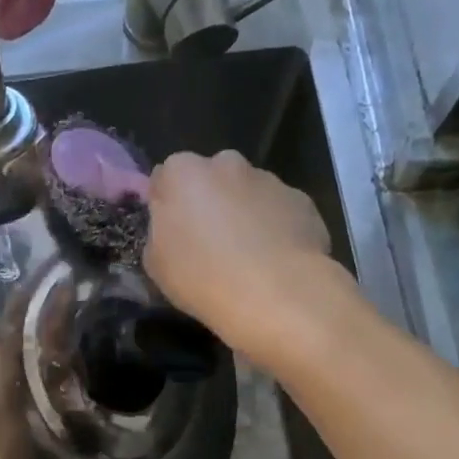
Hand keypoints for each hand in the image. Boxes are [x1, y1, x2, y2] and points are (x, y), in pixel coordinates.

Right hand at [144, 150, 340, 366]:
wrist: (275, 294)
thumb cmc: (202, 278)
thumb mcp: (156, 264)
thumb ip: (160, 232)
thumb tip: (172, 226)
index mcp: (183, 173)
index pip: (166, 177)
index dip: (168, 205)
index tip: (172, 233)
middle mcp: (227, 164)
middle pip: (211, 179)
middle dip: (209, 203)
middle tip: (209, 244)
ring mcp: (269, 180)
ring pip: (248, 194)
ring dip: (244, 216)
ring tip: (247, 259)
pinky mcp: (302, 201)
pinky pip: (280, 212)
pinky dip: (275, 230)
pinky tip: (274, 263)